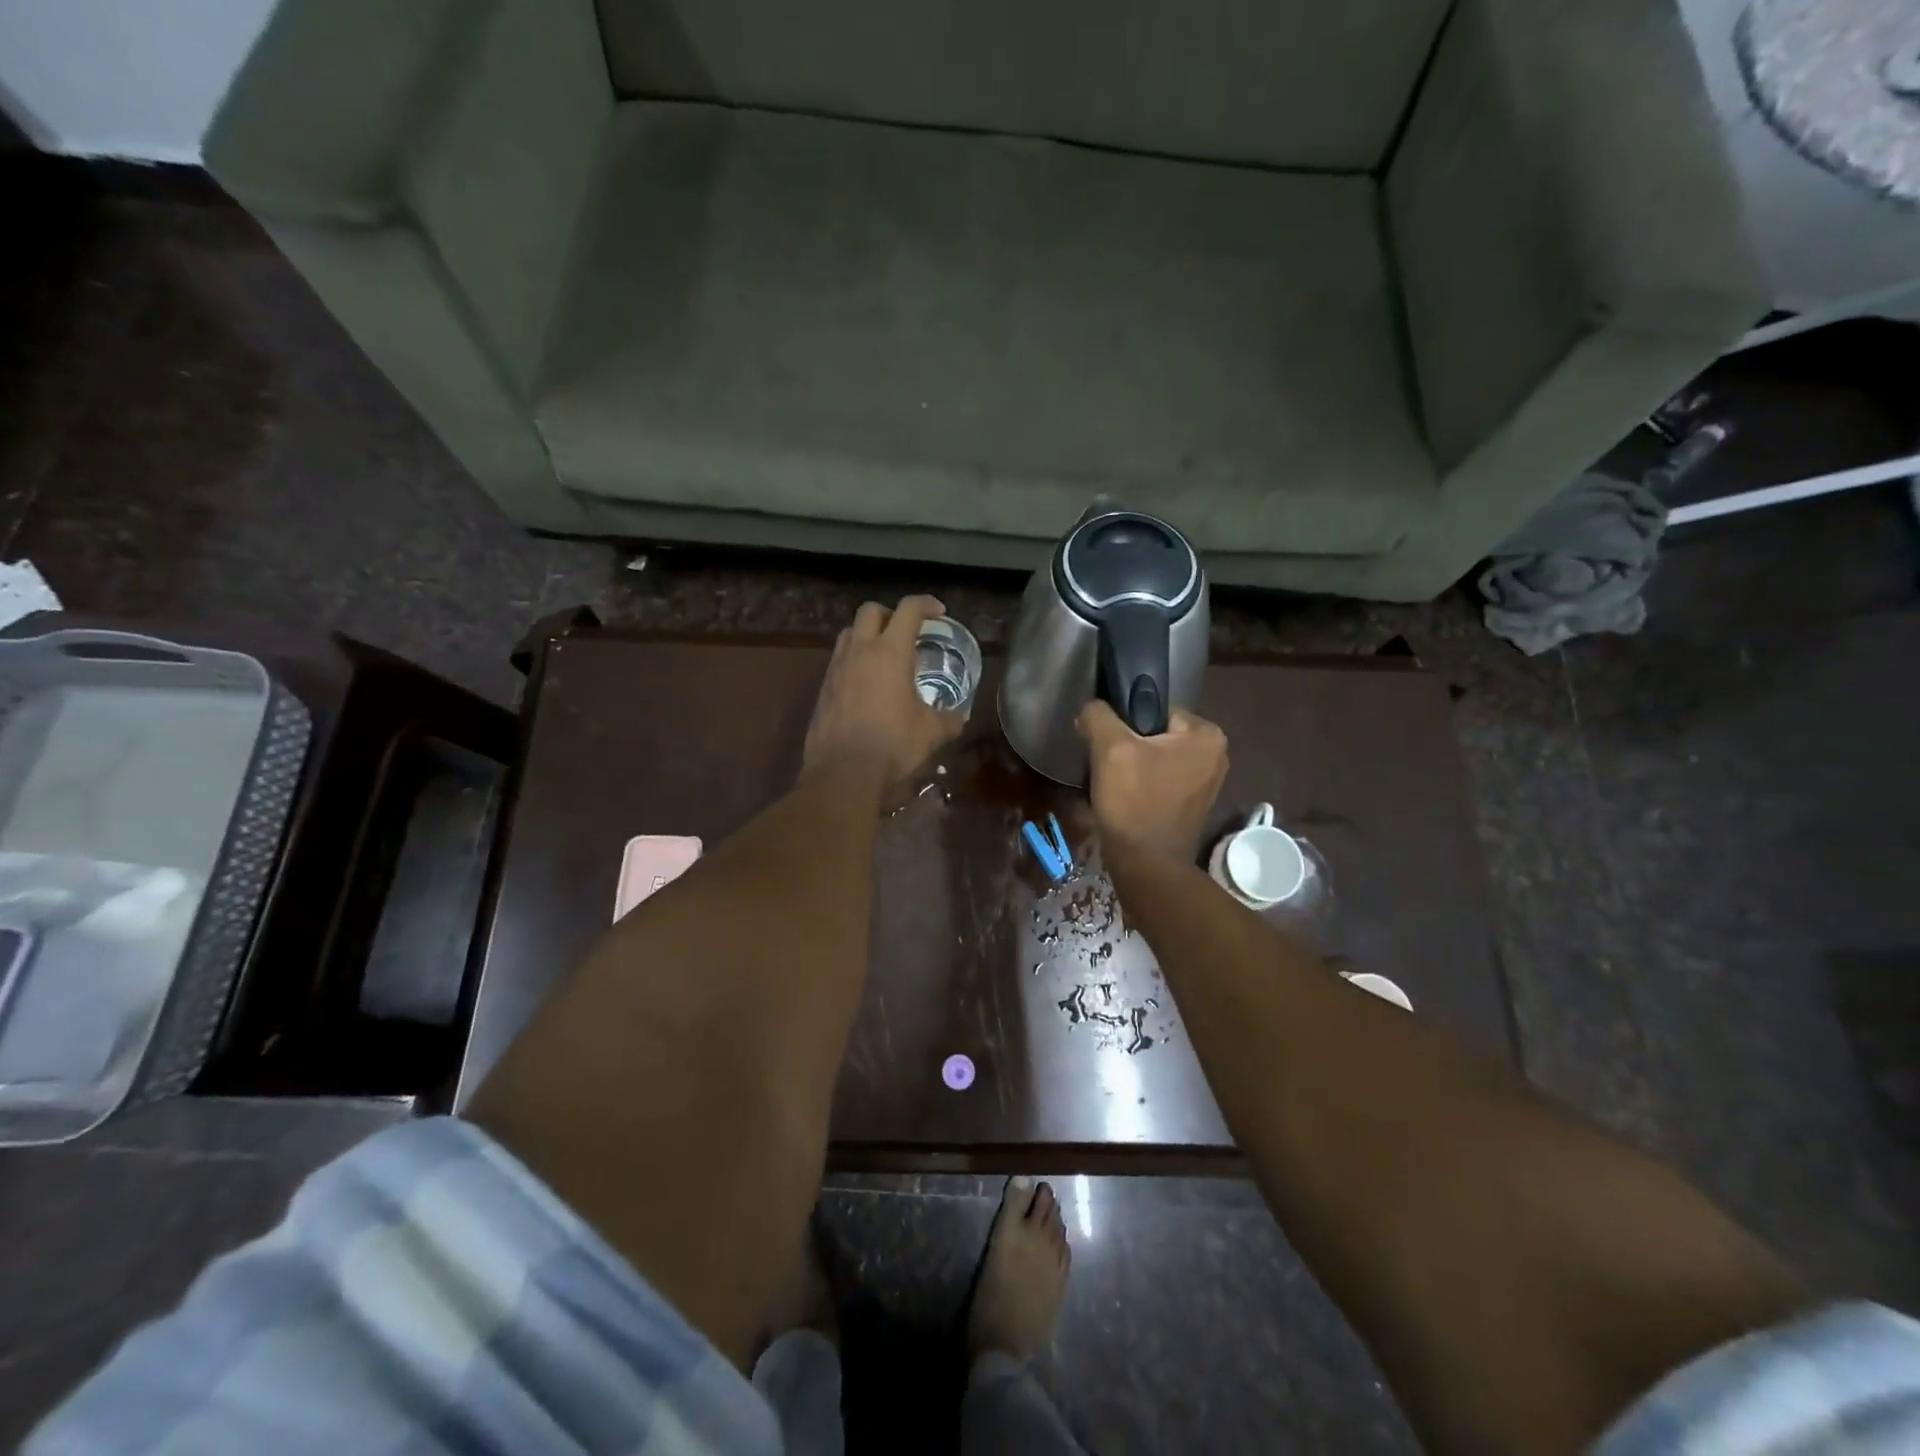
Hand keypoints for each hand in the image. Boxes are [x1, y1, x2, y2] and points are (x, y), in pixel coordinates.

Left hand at [803, 596, 964, 782]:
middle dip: (890, 614)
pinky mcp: (823, 688)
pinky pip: (839, 660)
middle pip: (871, 610)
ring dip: (868, 634)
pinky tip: (866, 684)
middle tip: (906, 632)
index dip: (926, 604)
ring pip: (850, 632)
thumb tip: (957, 717)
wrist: (843, 772)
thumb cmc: (893, 745)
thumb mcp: (931, 733)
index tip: (938, 612)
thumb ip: (948, 719)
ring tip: (884, 655)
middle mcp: (860, 651)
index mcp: (890, 652)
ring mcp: (837, 668)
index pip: (909, 610)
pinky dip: (854, 660)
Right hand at [1076, 699, 1228, 860]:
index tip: (1107, 743)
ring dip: (1133, 766)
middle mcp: (1217, 754)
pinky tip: (1125, 799)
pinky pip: (1162, 780)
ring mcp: (1208, 783)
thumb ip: (1099, 715)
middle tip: (1107, 764)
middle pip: (1156, 734)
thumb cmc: (1134, 802)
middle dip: (1129, 745)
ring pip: (1157, 758)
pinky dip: (1143, 785)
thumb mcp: (1110, 748)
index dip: (1125, 723)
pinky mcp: (1194, 805)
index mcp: (1206, 734)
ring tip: (1113, 783)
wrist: (1146, 865)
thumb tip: (1092, 710)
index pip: (1155, 709)